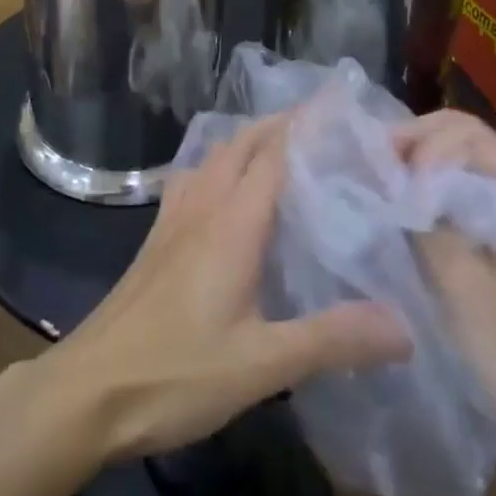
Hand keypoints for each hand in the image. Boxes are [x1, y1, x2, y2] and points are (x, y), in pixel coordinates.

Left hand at [40, 118, 411, 460]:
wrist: (91, 387)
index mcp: (231, 223)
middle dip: (278, 125)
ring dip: (246, 142)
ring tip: (281, 150)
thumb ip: (333, 339)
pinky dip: (217, 167)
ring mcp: (173, 221)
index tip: (340, 107)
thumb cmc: (177, 372)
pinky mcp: (157, 239)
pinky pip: (191, 182)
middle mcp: (201, 207)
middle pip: (240, 145)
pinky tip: (225, 193)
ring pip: (213, 159)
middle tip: (322, 127)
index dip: (305, 125)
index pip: (272, 153)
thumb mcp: (263, 364)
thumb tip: (404, 324)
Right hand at [403, 112, 495, 473]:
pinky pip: (469, 196)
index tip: (378, 175)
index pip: (463, 132)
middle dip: (413, 151)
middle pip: (463, 141)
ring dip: (420, 174)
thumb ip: (420, 218)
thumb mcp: (458, 282)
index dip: (414, 144)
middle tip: (373, 176)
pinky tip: (408, 218)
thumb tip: (381, 176)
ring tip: (381, 193)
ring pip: (463, 168)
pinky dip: (434, 198)